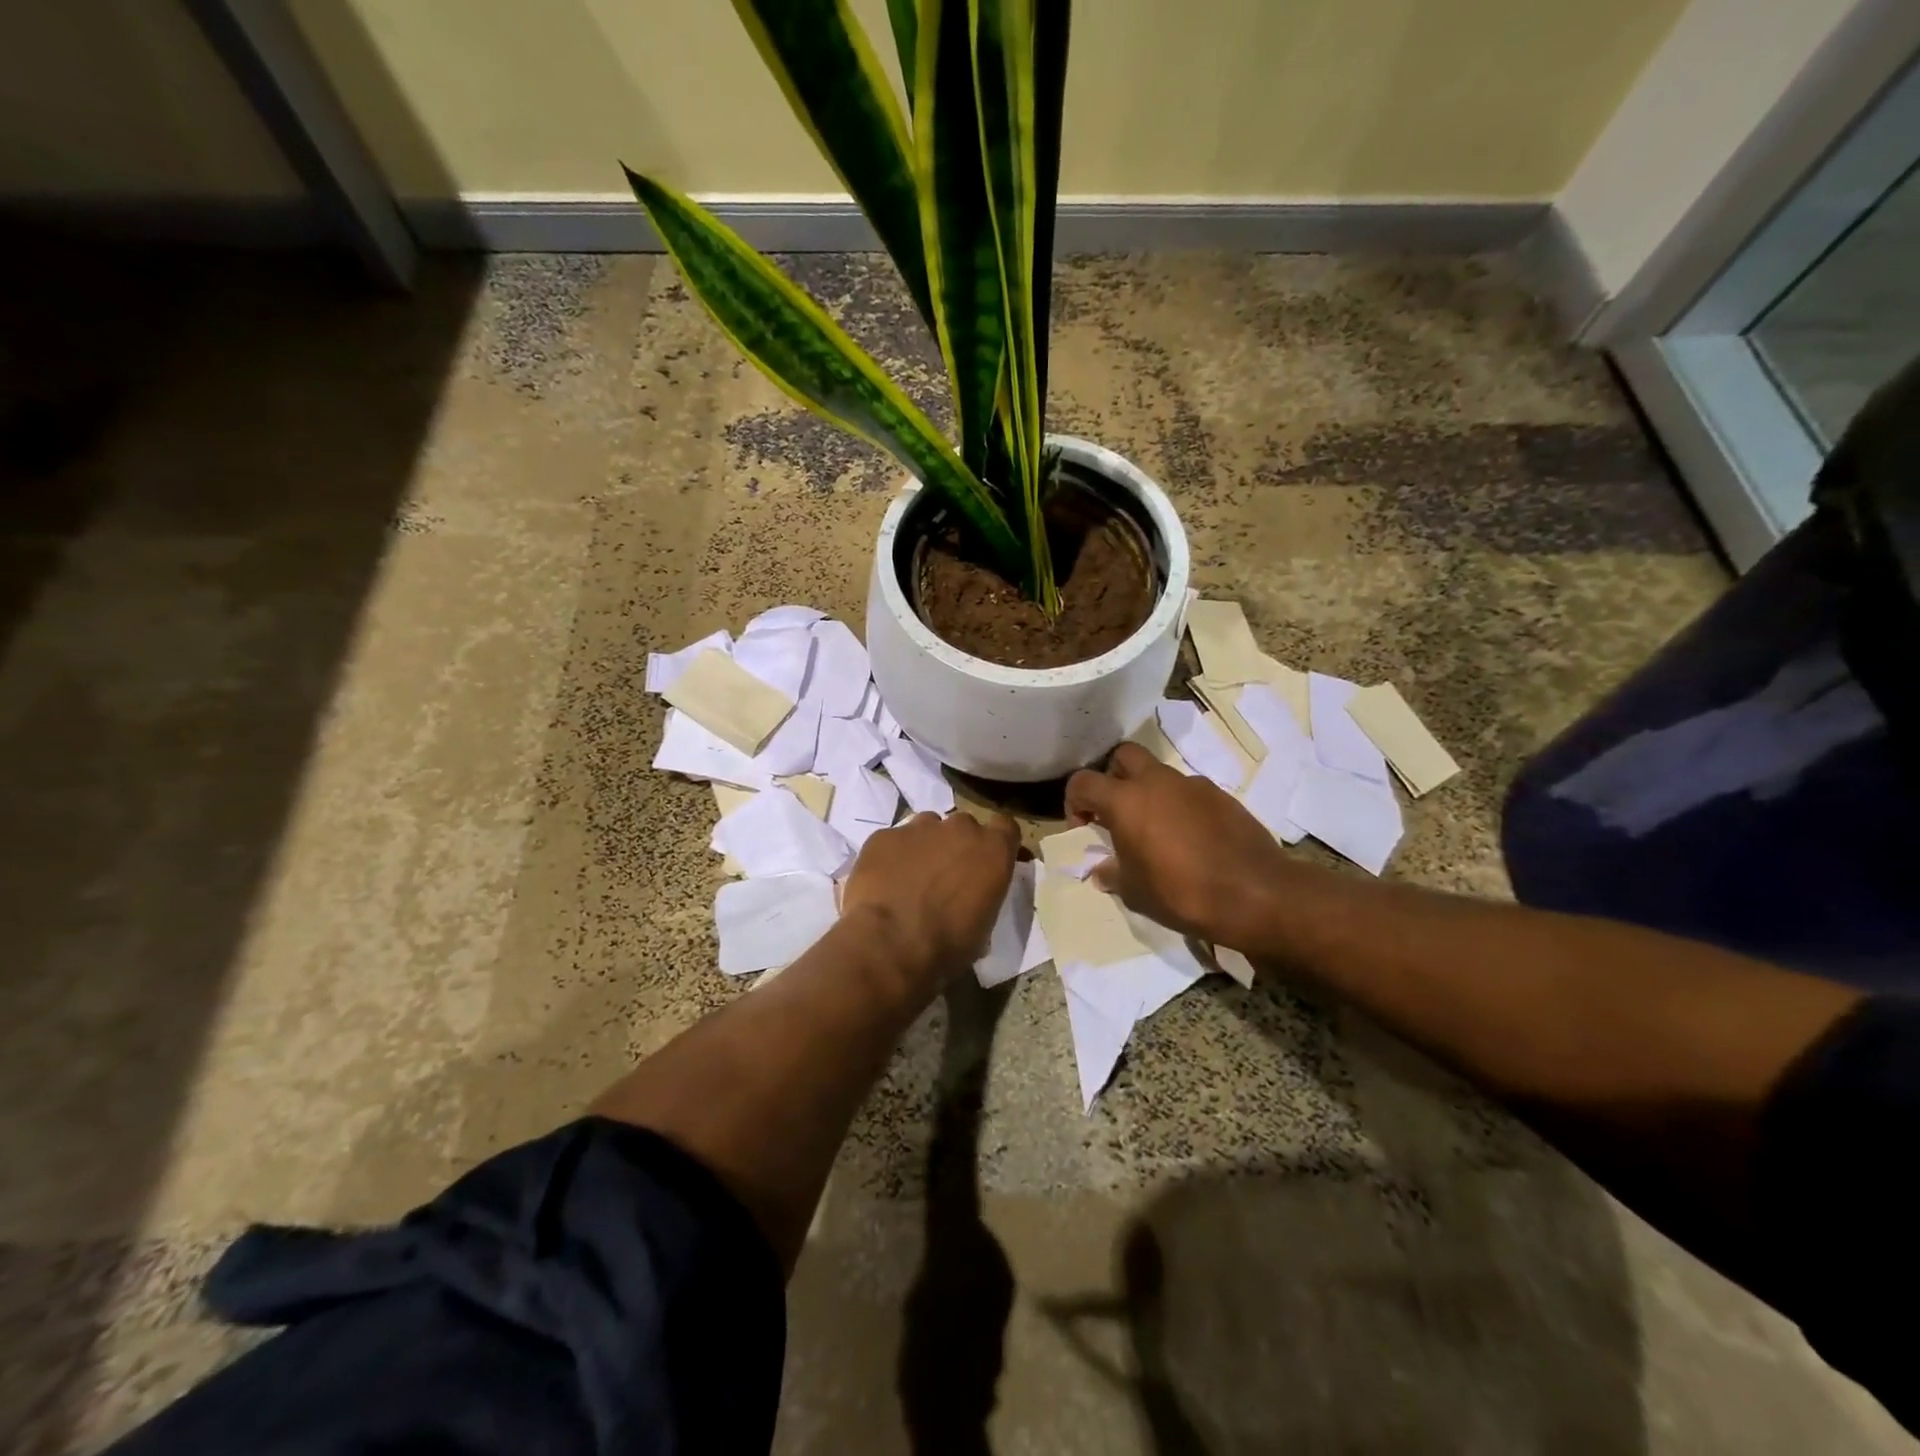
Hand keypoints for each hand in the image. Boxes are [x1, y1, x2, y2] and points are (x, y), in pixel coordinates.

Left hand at [840, 810, 1020, 982]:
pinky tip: (884, 882)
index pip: (1006, 828)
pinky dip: (892, 856)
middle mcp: (959, 829)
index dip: (998, 842)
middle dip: (958, 845)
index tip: (991, 861)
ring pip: (927, 827)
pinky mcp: (884, 836)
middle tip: (948, 876)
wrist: (890, 944)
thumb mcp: (983, 929)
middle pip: (964, 826)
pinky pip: (892, 841)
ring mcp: (918, 828)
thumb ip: (983, 898)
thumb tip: (974, 900)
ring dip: (926, 846)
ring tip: (912, 878)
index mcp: (992, 850)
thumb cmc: (947, 945)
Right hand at [1065, 742, 1287, 948]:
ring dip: (1149, 794)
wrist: (1255, 894)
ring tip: (1156, 832)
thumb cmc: (1181, 893)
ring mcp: (1193, 785)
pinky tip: (1190, 840)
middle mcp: (1157, 782)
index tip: (1084, 827)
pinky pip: (1189, 792)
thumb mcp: (1135, 892)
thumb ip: (1113, 874)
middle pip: (1123, 756)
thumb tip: (1103, 869)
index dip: (1074, 801)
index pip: (1083, 781)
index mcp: (1126, 800)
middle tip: (1116, 812)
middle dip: (1112, 777)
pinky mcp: (1222, 796)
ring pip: (1159, 774)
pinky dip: (1180, 807)